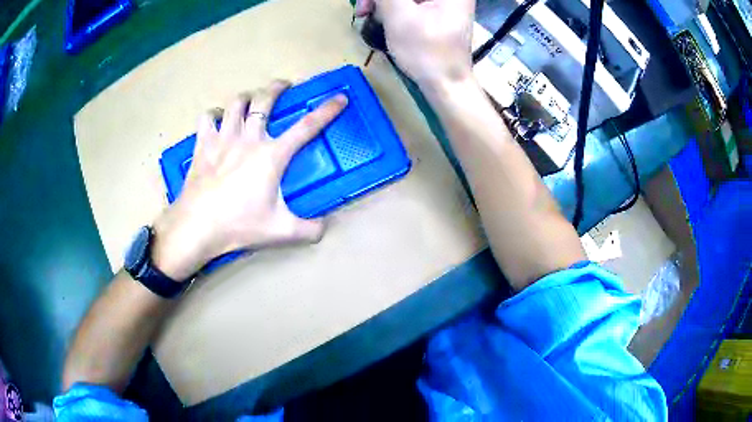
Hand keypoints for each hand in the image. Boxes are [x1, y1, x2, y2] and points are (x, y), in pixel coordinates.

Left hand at [151, 80, 347, 279]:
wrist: (197, 226)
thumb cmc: (239, 225)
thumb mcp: (280, 231)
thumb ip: (309, 230)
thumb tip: (325, 228)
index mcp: (272, 155)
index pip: (306, 127)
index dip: (326, 110)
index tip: (339, 98)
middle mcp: (249, 138)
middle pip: (265, 100)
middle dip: (277, 87)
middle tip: (284, 86)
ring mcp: (223, 138)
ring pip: (236, 103)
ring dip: (246, 97)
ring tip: (250, 100)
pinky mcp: (203, 144)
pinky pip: (207, 118)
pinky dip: (214, 114)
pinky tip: (217, 119)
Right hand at [355, 0, 474, 88]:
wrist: (446, 84)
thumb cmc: (426, 52)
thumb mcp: (399, 16)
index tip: (366, 3)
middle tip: (363, 10)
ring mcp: (444, 2)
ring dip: (383, 2)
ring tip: (368, 15)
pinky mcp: (437, 11)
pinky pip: (410, 2)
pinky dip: (393, 7)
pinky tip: (383, 17)